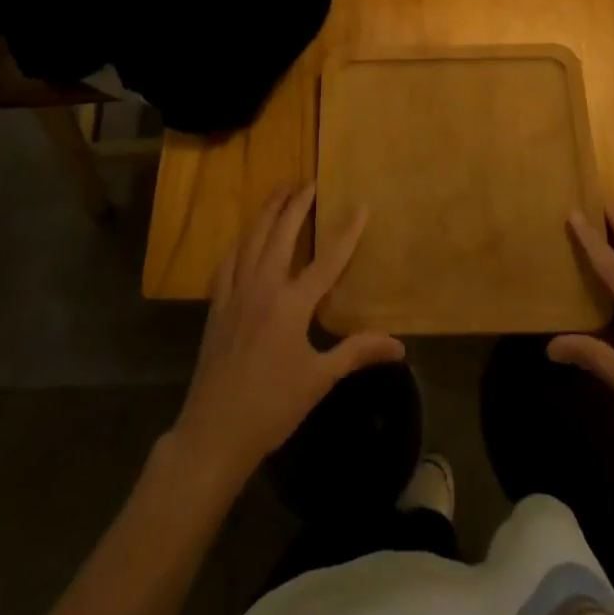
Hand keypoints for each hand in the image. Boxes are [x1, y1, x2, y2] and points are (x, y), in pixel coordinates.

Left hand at [171, 184, 403, 487]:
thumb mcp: (320, 380)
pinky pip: (227, 262)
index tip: (361, 204)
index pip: (328, 259)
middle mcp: (263, 287)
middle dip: (297, 205)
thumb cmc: (272, 407)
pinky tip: (243, 237)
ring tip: (279, 190)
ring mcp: (236, 294)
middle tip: (309, 182)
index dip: (347, 231)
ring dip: (267, 212)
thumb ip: (357, 353)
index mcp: (293, 305)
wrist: (214, 433)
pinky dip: (239, 242)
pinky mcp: (216, 306)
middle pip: (282, 234)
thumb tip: (399, 345)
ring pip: (251, 239)